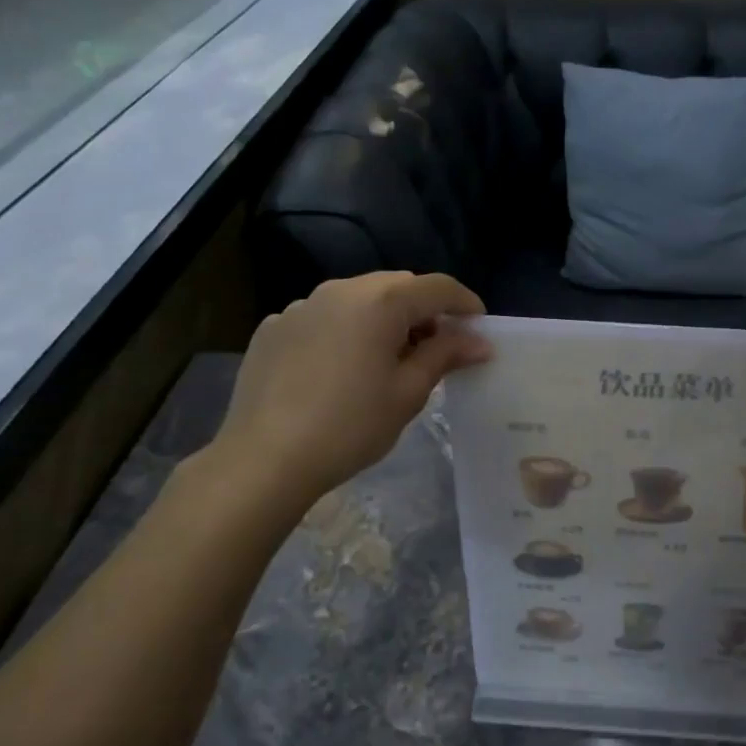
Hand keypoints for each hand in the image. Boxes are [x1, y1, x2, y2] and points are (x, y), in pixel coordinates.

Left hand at [210, 272, 489, 506]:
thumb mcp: (408, 392)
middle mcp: (340, 290)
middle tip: (437, 348)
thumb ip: (445, 355)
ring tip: (388, 360)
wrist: (266, 458)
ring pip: (358, 300)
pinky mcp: (274, 328)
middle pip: (396, 287)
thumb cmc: (351, 426)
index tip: (479, 328)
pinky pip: (323, 318)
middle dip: (423, 311)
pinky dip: (345, 331)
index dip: (465, 303)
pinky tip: (341, 370)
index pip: (437, 287)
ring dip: (383, 319)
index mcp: (380, 301)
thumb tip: (478, 341)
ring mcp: (301, 306)